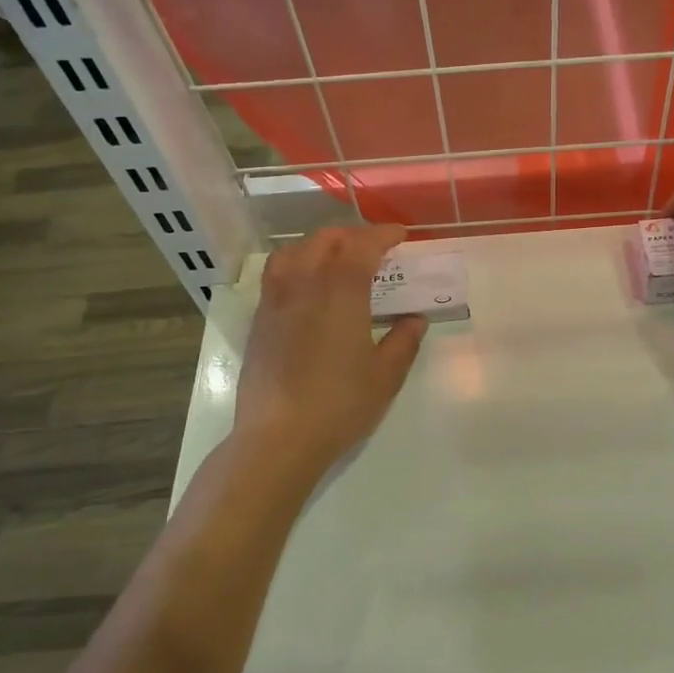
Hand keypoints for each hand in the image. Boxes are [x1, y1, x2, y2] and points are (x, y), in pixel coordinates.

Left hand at [231, 224, 425, 478]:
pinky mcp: (259, 321)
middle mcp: (305, 285)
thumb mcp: (385, 377)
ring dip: (320, 245)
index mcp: (340, 293)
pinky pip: (277, 274)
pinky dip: (297, 264)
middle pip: (325, 240)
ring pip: (294, 251)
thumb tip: (414, 320)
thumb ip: (404, 341)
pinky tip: (309, 288)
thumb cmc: (339, 404)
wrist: (277, 437)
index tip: (400, 236)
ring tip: (337, 259)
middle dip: (352, 235)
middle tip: (374, 248)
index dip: (382, 235)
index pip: (361, 246)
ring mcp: (276, 301)